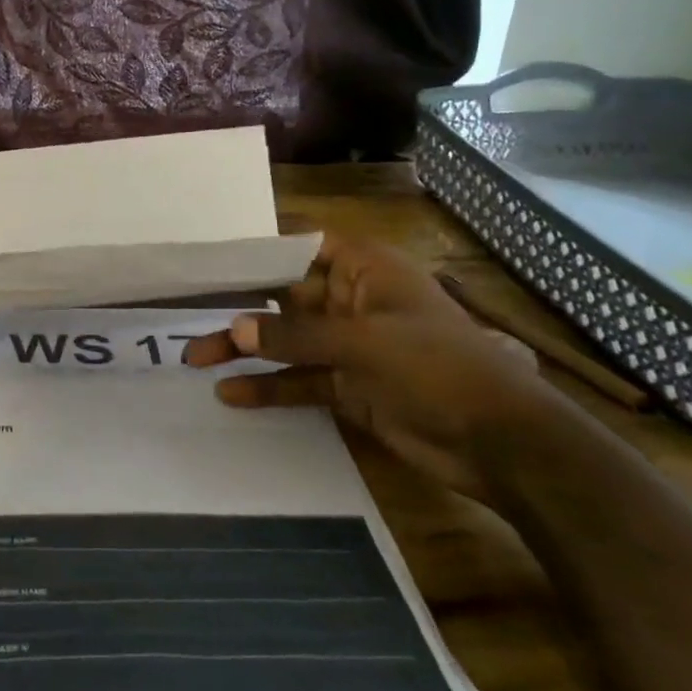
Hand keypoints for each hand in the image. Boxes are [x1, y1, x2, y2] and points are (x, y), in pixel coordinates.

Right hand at [183, 234, 574, 502]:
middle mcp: (351, 300)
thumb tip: (235, 330)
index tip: (210, 257)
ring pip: (286, 341)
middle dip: (239, 306)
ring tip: (195, 360)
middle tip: (188, 312)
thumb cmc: (439, 368)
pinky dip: (268, 387)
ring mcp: (349, 346)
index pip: (300, 245)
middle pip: (283, 296)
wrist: (503, 445)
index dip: (257, 249)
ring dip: (245, 350)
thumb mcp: (364, 344)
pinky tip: (231, 394)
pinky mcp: (348, 386)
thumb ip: (296, 337)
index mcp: (365, 269)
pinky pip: (299, 380)